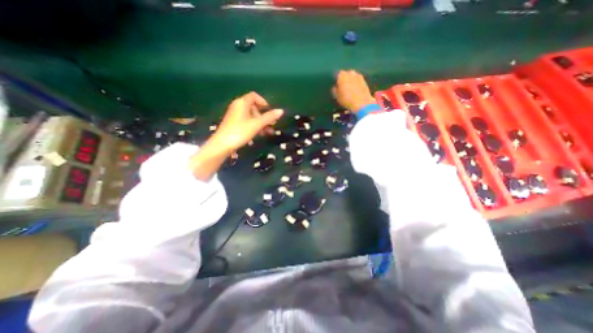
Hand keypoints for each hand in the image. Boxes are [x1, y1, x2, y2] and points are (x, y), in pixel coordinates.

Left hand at [188, 92, 282, 180]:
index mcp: (242, 103)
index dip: (263, 102)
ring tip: (268, 132)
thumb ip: (269, 117)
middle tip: (272, 124)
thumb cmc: (240, 132)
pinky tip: (260, 134)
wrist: (222, 144)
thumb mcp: (257, 124)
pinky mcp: (233, 123)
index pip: (254, 96)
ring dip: (261, 122)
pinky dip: (254, 125)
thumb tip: (281, 111)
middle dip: (264, 115)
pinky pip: (247, 121)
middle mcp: (238, 106)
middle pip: (254, 107)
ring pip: (251, 116)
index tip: (270, 111)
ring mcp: (235, 115)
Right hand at [333, 69, 374, 111]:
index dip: (337, 80)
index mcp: (342, 75)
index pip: (337, 74)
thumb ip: (334, 90)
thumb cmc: (346, 99)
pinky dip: (356, 83)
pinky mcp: (364, 80)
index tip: (336, 85)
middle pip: (346, 74)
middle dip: (344, 78)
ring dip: (351, 80)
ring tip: (349, 88)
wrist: (361, 102)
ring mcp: (358, 75)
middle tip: (343, 86)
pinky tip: (355, 90)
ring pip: (352, 76)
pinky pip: (358, 80)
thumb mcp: (337, 97)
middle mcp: (350, 73)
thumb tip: (335, 87)